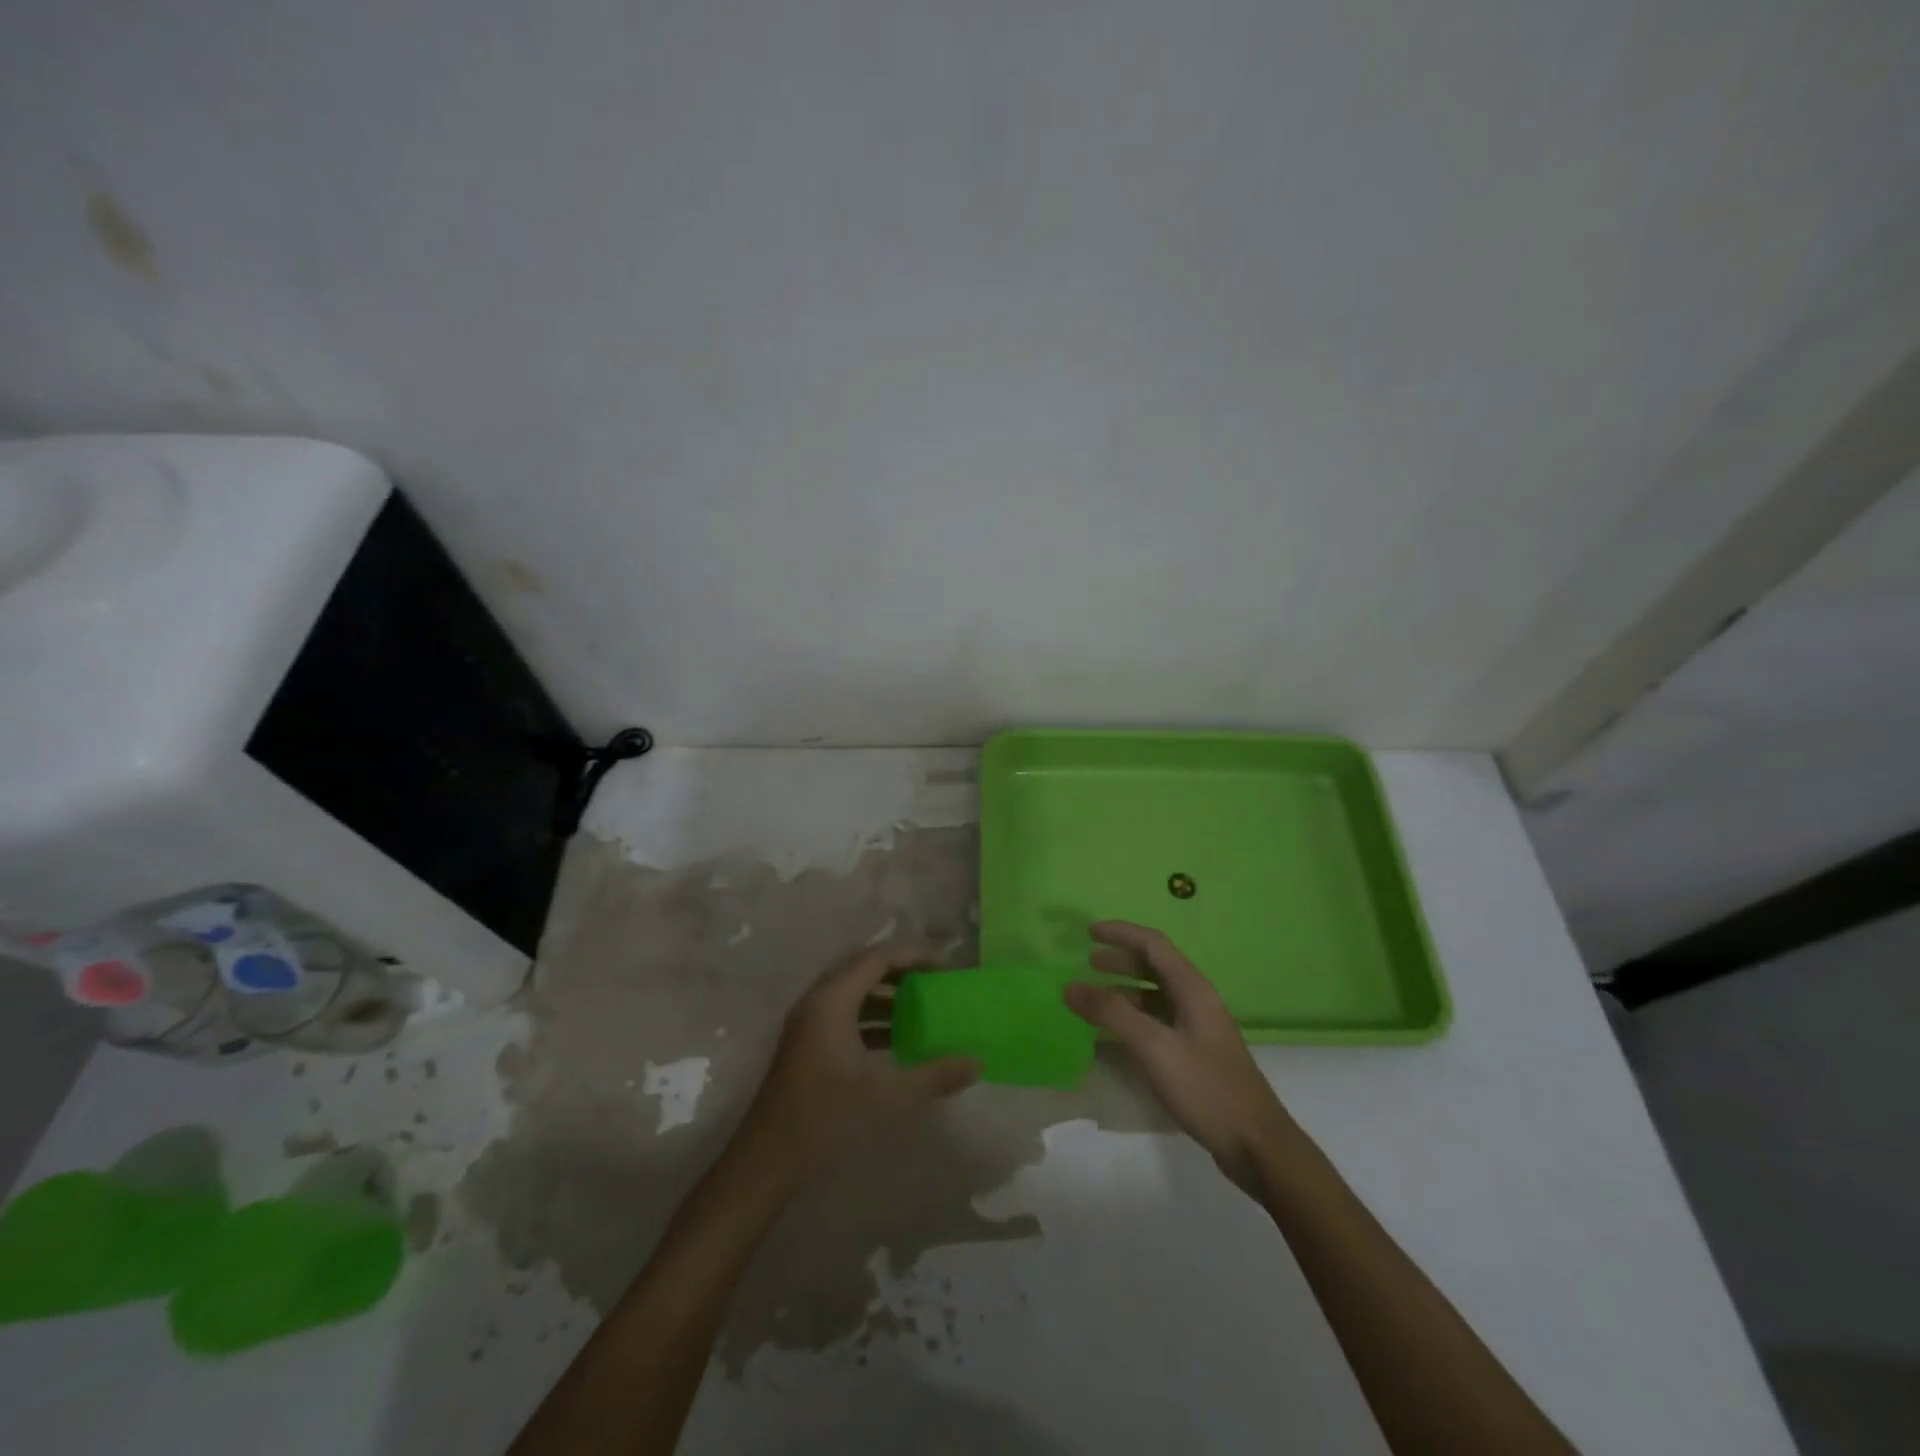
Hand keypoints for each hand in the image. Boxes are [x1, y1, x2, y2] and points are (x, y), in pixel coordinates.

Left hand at [731, 946, 980, 1187]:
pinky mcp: (807, 1044)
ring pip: (854, 992)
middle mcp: (817, 1001)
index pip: (878, 958)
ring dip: (887, 995)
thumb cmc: (825, 1118)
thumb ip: (934, 1076)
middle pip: (864, 968)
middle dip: (903, 971)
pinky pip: (845, 1013)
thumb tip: (977, 1062)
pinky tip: (897, 1039)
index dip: (915, 957)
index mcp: (831, 1001)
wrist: (766, 1163)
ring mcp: (808, 1023)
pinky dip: (873, 1017)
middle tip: (937, 981)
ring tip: (923, 1007)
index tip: (948, 968)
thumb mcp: (886, 1096)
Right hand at [1065, 921, 1296, 1194]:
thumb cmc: (1206, 1088)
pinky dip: (1132, 1019)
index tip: (1088, 932)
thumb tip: (1070, 986)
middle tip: (1088, 963)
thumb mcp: (1154, 1047)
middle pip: (1155, 966)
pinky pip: (1158, 1022)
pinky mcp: (1196, 1054)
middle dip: (1120, 960)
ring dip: (1124, 990)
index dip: (1120, 933)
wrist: (1256, 1145)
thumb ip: (1111, 1013)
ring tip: (1094, 997)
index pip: (1153, 944)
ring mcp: (1198, 1029)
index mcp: (1192, 989)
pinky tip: (1113, 1037)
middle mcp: (1197, 1001)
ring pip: (1155, 996)